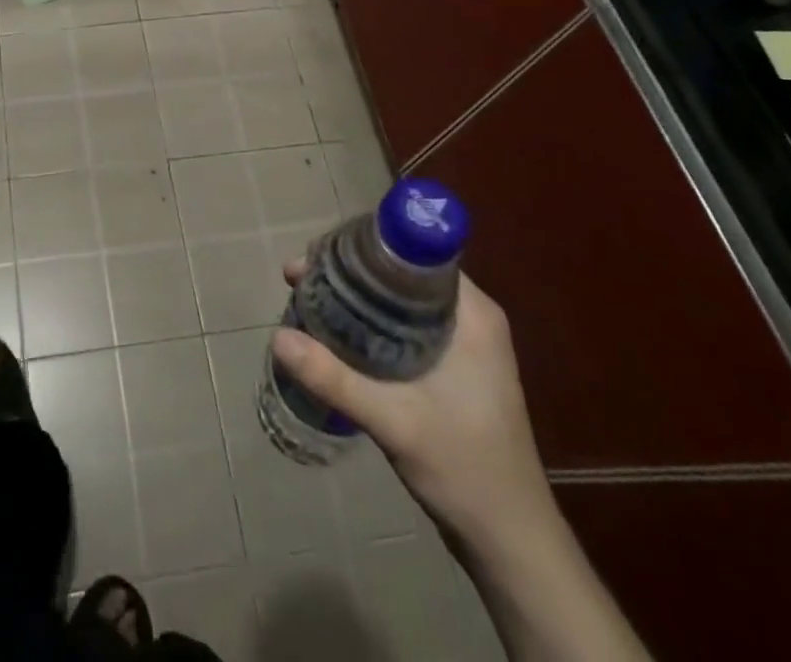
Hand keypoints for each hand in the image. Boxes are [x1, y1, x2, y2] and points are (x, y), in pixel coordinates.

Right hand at [269, 264, 556, 553]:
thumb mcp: (394, 421)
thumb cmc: (466, 470)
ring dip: (354, 297)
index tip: (319, 255)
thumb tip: (278, 337)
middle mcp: (469, 318)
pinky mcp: (452, 369)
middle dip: (347, 271)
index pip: (415, 251)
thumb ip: (334, 378)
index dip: (364, 244)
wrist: (513, 545)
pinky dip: (367, 323)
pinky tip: (333, 336)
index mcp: (471, 313)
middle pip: (399, 272)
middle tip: (299, 278)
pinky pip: (402, 325)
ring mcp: (463, 344)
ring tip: (306, 301)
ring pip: (398, 299)